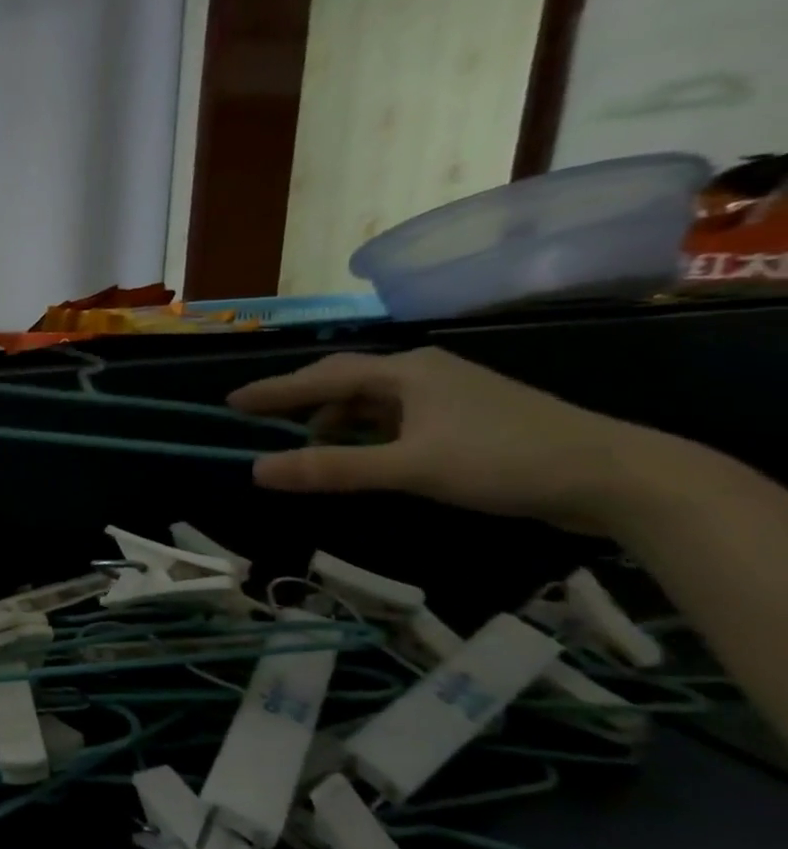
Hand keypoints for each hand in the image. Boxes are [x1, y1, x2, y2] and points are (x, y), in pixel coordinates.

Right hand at [227, 348, 668, 534]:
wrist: (616, 476)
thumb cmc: (503, 460)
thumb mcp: (409, 468)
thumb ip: (331, 469)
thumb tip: (256, 470)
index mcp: (406, 372)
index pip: (322, 377)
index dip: (274, 390)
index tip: (232, 402)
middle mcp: (423, 373)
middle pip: (344, 382)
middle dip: (300, 402)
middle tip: (261, 421)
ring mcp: (447, 395)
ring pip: (371, 402)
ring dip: (335, 422)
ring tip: (310, 449)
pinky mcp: (466, 419)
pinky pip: (395, 419)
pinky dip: (366, 434)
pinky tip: (362, 455)